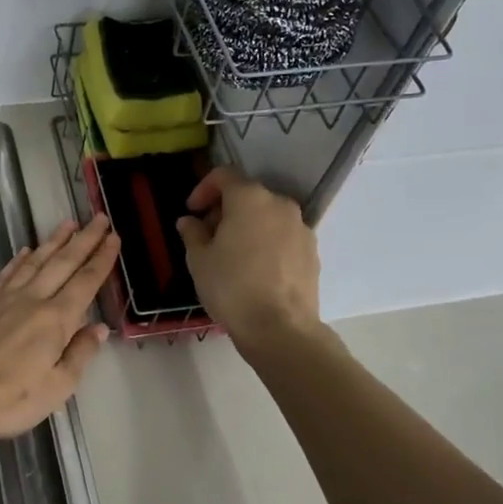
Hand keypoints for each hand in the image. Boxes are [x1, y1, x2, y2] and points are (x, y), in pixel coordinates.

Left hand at [0, 216, 118, 441]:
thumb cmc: (10, 399)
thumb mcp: (58, 388)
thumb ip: (80, 354)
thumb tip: (99, 328)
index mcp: (56, 319)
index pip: (85, 282)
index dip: (102, 259)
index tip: (114, 237)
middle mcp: (32, 300)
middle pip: (63, 263)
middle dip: (84, 240)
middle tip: (100, 217)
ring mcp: (3, 300)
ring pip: (34, 262)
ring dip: (53, 241)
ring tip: (68, 223)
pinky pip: (5, 275)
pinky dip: (18, 260)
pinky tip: (25, 251)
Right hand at [175, 167, 320, 349]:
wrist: (280, 328)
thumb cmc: (232, 287)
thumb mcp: (199, 260)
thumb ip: (193, 233)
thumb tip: (190, 221)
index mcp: (250, 199)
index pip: (224, 176)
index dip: (203, 189)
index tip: (192, 211)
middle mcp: (280, 204)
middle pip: (248, 196)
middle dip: (225, 210)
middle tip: (208, 236)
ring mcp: (301, 228)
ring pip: (267, 217)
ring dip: (248, 226)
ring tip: (232, 255)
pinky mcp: (312, 251)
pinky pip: (283, 237)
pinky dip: (267, 243)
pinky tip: (255, 270)